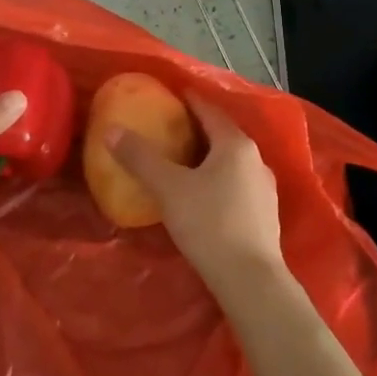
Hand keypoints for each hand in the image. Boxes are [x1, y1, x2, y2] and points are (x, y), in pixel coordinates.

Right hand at [107, 96, 285, 296]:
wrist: (250, 280)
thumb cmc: (209, 224)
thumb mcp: (168, 188)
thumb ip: (140, 157)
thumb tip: (111, 130)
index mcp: (235, 144)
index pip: (209, 110)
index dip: (188, 100)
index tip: (169, 96)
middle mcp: (256, 159)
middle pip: (222, 134)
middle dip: (196, 129)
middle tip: (168, 127)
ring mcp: (264, 188)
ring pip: (231, 161)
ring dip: (208, 156)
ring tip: (182, 160)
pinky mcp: (265, 214)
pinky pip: (237, 183)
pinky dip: (218, 179)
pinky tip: (202, 193)